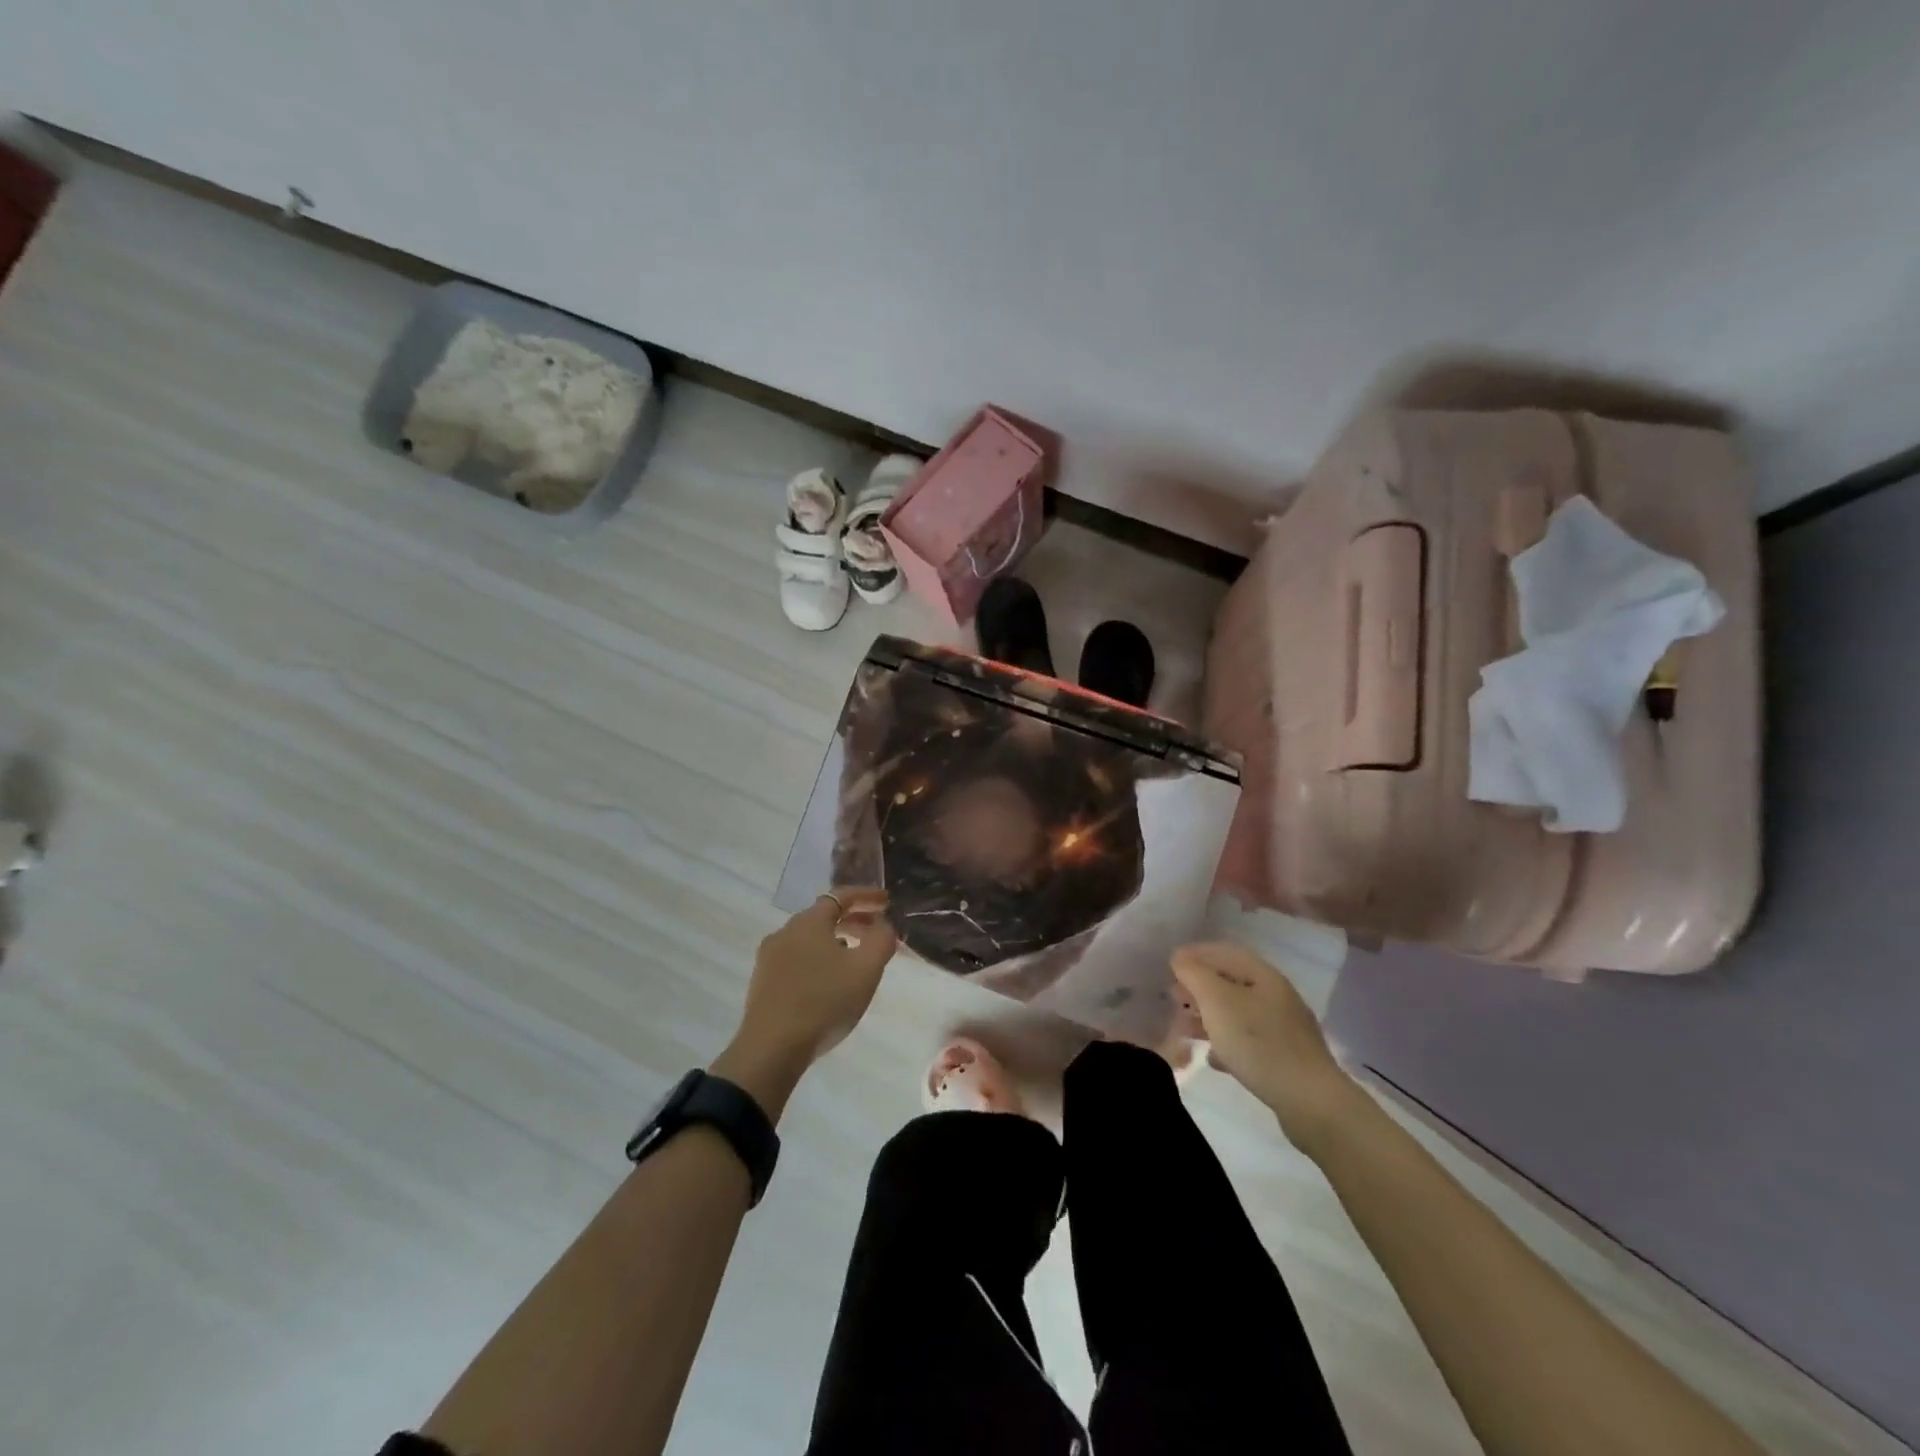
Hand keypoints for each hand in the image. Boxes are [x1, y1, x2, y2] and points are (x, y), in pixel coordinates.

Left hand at [720, 892, 897, 1111]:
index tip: (887, 901)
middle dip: (853, 919)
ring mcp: (769, 957)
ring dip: (835, 940)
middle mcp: (785, 931)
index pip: (841, 895)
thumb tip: (883, 924)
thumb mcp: (866, 970)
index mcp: (809, 922)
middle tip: (877, 931)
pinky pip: (797, 958)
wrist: (772, 1049)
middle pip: (824, 915)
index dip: (867, 896)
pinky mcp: (763, 981)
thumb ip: (882, 939)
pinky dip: (818, 958)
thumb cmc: (825, 1002)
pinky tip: (828, 981)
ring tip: (855, 957)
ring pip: (809, 938)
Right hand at [1171, 942, 1358, 1153]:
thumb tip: (1180, 958)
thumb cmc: (1258, 1043)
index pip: (1225, 952)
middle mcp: (1276, 996)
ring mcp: (1284, 1029)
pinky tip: (1213, 1058)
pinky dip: (1227, 1044)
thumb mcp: (1217, 1002)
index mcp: (1264, 976)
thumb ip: (1195, 974)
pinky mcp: (1285, 1059)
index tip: (1170, 965)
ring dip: (1209, 1016)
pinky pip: (1249, 1042)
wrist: (1310, 1103)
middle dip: (1200, 987)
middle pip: (1231, 982)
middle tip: (1173, 997)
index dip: (1196, 954)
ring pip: (1238, 1013)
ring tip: (1184, 1028)